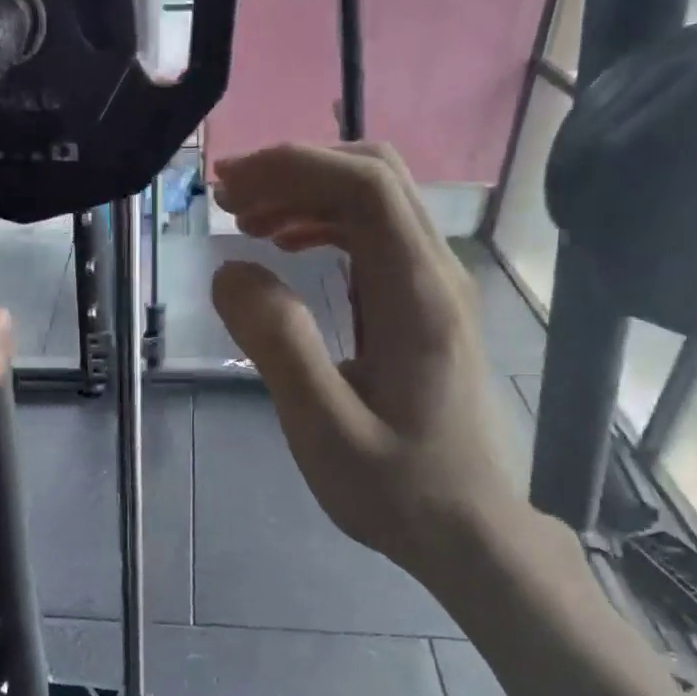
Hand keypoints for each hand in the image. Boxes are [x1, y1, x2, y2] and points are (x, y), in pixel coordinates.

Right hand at [210, 143, 526, 594]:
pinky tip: (286, 247)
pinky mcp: (424, 303)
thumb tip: (232, 271)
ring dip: (307, 193)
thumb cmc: (397, 488)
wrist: (467, 528)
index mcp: (417, 297)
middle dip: (296, 170)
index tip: (230, 185)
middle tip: (229, 198)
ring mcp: (435, 286)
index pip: (365, 188)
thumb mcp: (324, 429)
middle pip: (375, 176)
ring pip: (375, 200)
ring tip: (246, 220)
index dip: (293, 167)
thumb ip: (279, 345)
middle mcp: (435, 275)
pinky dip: (324, 222)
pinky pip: (375, 234)